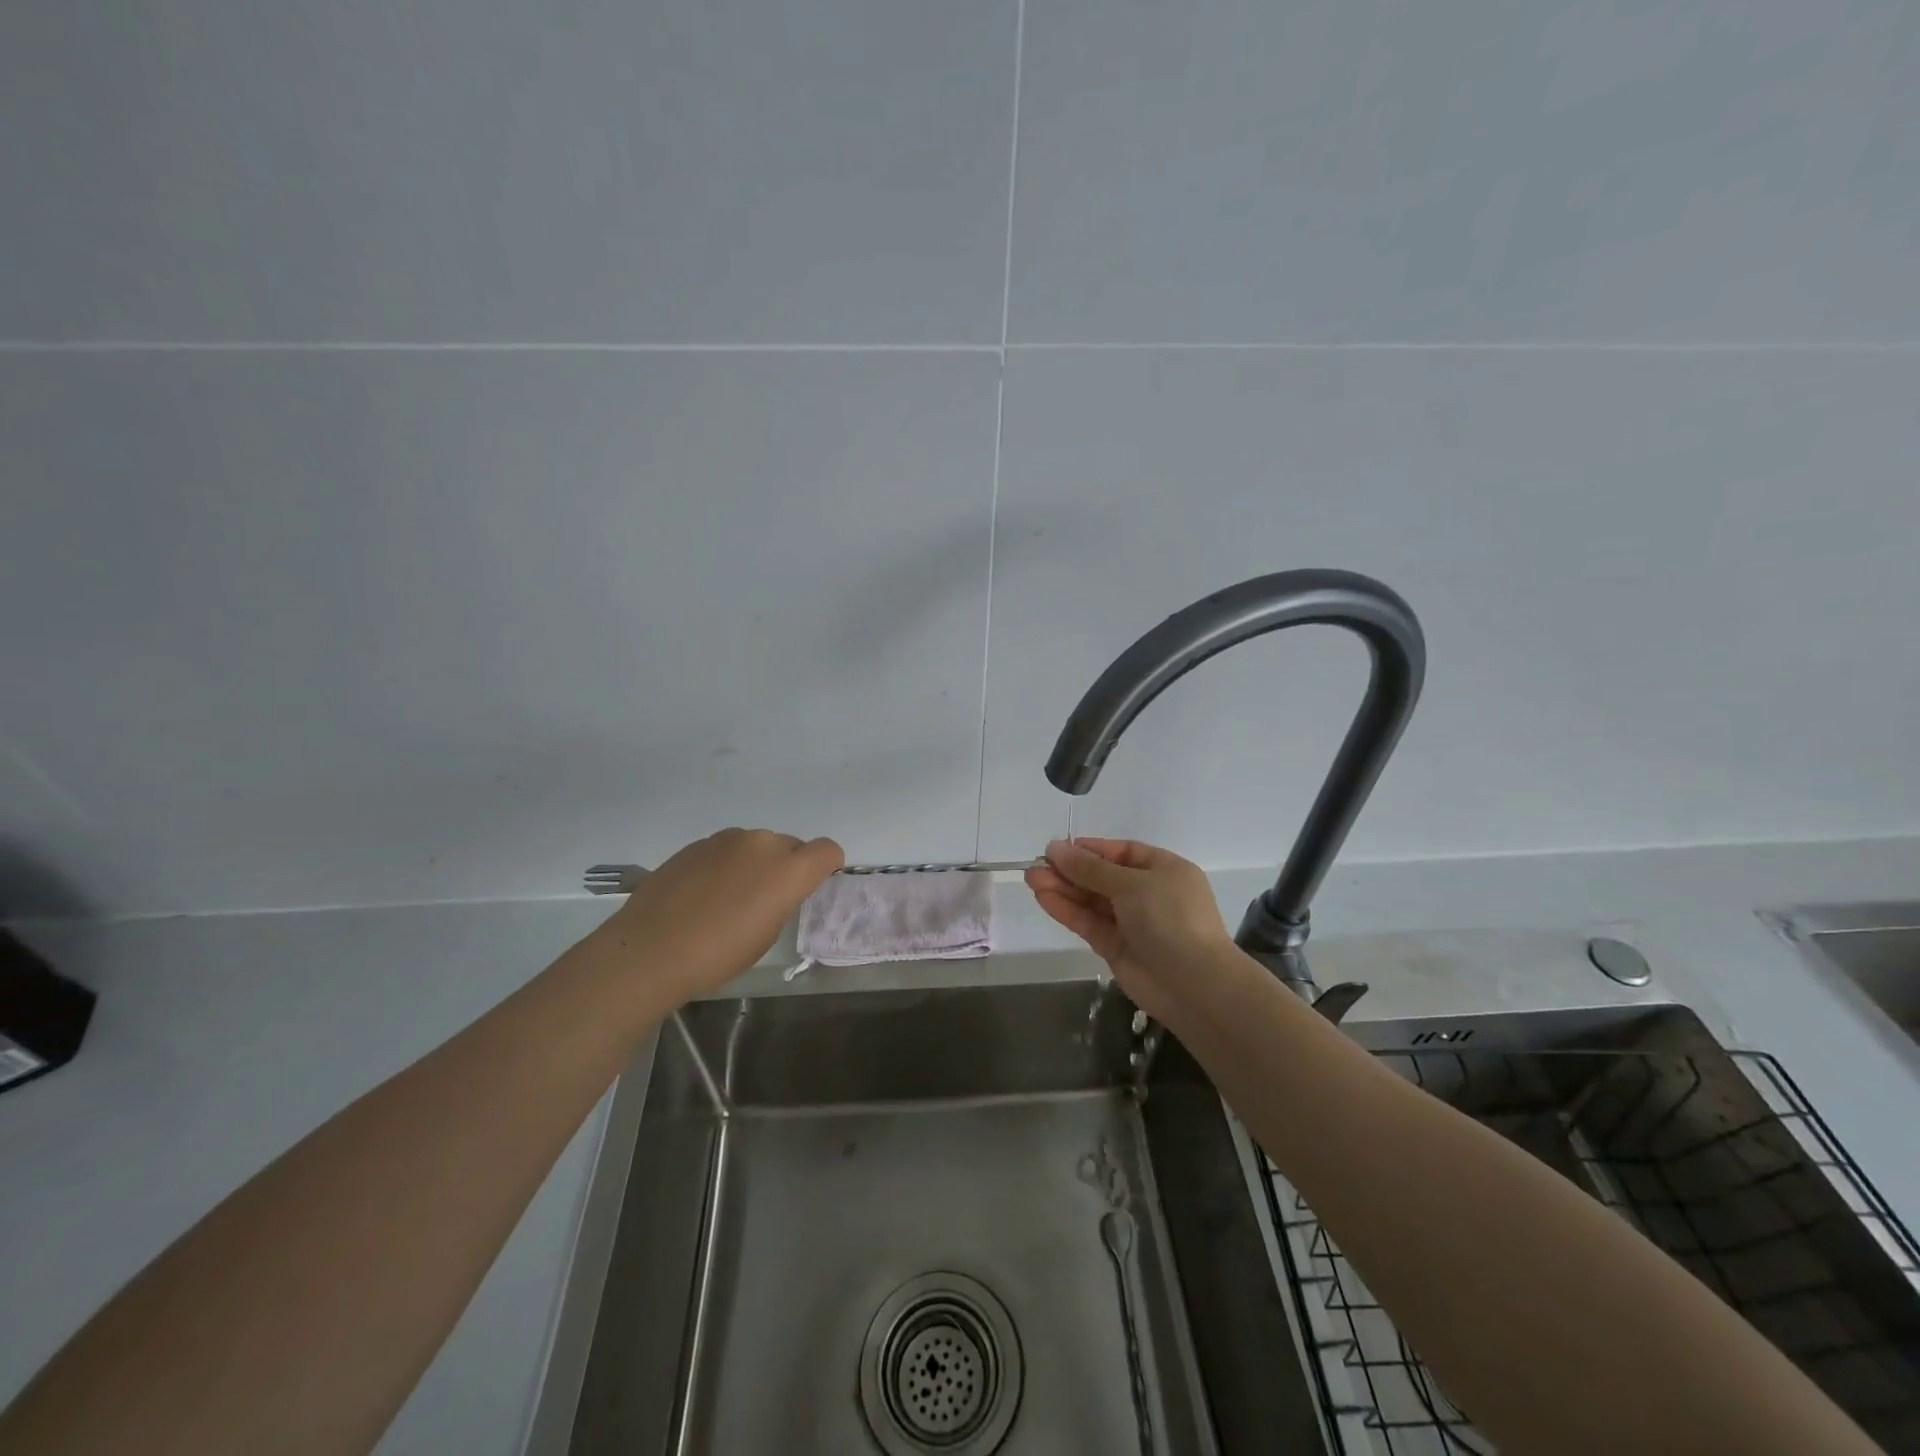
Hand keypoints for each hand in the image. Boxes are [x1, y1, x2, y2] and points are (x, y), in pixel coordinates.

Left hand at [591, 828, 842, 1001]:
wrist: (650, 950)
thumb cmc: (718, 953)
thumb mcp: (767, 934)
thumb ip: (782, 899)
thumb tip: (774, 889)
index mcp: (789, 868)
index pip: (827, 850)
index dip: (825, 867)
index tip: (811, 887)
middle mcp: (763, 843)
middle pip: (790, 845)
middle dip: (786, 867)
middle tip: (765, 901)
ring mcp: (726, 839)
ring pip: (756, 845)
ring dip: (754, 864)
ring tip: (728, 899)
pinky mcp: (697, 844)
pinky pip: (725, 849)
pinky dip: (724, 865)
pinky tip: (701, 895)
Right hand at [1025, 838, 1240, 1024]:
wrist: (1193, 984)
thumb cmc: (1170, 918)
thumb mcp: (1130, 884)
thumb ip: (1090, 869)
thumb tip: (1055, 848)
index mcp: (1164, 870)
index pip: (1122, 852)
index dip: (1091, 850)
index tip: (1059, 848)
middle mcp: (1149, 894)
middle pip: (1103, 877)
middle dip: (1070, 871)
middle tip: (1036, 865)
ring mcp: (1132, 923)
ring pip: (1092, 901)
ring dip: (1063, 889)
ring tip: (1031, 878)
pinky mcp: (1117, 948)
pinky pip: (1089, 923)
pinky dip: (1068, 911)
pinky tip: (1044, 898)